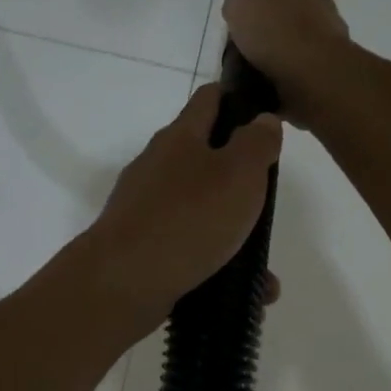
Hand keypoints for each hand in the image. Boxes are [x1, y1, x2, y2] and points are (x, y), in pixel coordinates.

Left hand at [85, 83, 282, 323]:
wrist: (123, 282)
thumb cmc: (188, 218)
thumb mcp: (239, 174)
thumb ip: (256, 143)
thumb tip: (262, 119)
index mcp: (179, 138)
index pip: (209, 99)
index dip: (238, 99)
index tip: (265, 115)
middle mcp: (157, 167)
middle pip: (203, 157)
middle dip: (238, 179)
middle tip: (267, 202)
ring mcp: (144, 208)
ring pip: (199, 211)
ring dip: (231, 232)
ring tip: (262, 266)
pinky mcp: (140, 247)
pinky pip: (188, 249)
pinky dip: (215, 265)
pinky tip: (242, 291)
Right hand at [222, 0, 349, 125]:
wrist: (313, 76)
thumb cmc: (277, 31)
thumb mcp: (241, 2)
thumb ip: (238, 0)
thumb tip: (240, 9)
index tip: (244, 11)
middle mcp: (321, 5)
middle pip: (290, 10)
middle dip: (272, 23)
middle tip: (247, 43)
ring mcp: (329, 40)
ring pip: (297, 41)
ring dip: (280, 52)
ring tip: (255, 70)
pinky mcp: (329, 70)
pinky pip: (301, 69)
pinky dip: (287, 75)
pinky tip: (270, 85)